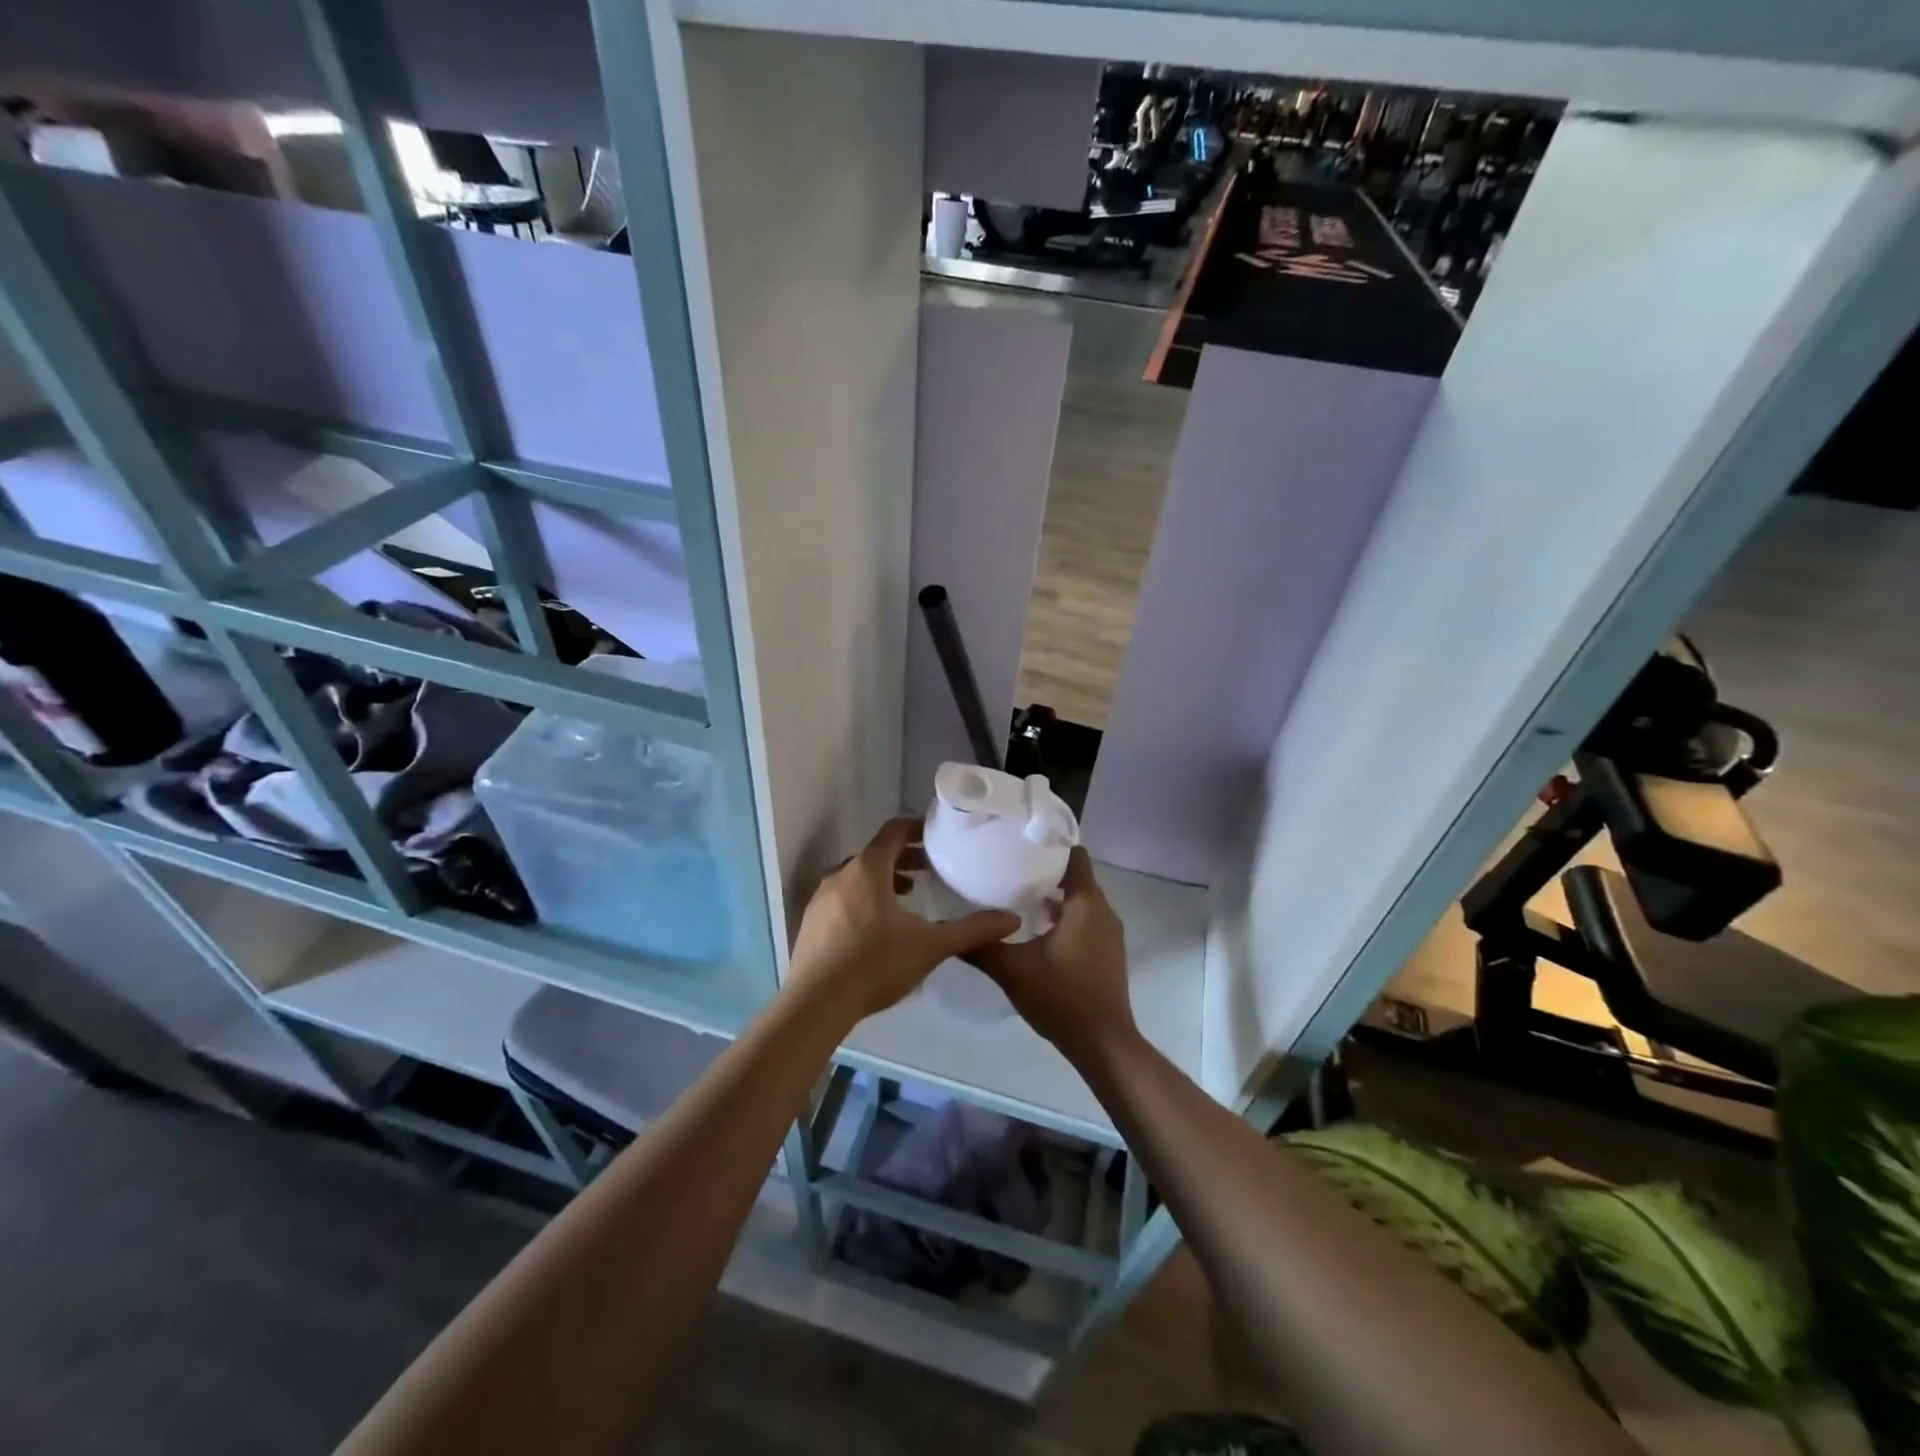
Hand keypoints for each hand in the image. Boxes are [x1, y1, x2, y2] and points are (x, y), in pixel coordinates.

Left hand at [786, 817, 1019, 1022]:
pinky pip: (842, 896)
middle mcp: (840, 875)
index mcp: (867, 870)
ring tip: (908, 895)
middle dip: (904, 857)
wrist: (815, 1004)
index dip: (916, 828)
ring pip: (857, 876)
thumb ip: (972, 930)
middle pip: (875, 854)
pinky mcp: (811, 923)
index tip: (937, 834)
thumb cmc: (875, 965)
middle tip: (930, 868)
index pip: (893, 832)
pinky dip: (864, 897)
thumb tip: (1012, 920)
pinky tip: (877, 926)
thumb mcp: (930, 946)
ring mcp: (820, 899)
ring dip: (884, 879)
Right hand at [966, 848, 1135, 1060]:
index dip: (1050, 843)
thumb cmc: (1061, 998)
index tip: (1020, 841)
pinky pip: (1085, 919)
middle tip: (1008, 866)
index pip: (1074, 854)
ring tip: (1016, 894)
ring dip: (1053, 894)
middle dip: (1045, 869)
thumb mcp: (1012, 970)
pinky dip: (1064, 915)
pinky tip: (1035, 928)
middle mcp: (1103, 911)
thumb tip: (947, 928)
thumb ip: (981, 946)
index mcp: (1085, 904)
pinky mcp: (1107, 951)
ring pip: (1080, 899)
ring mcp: (1109, 933)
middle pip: (1076, 875)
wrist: (1103, 1044)